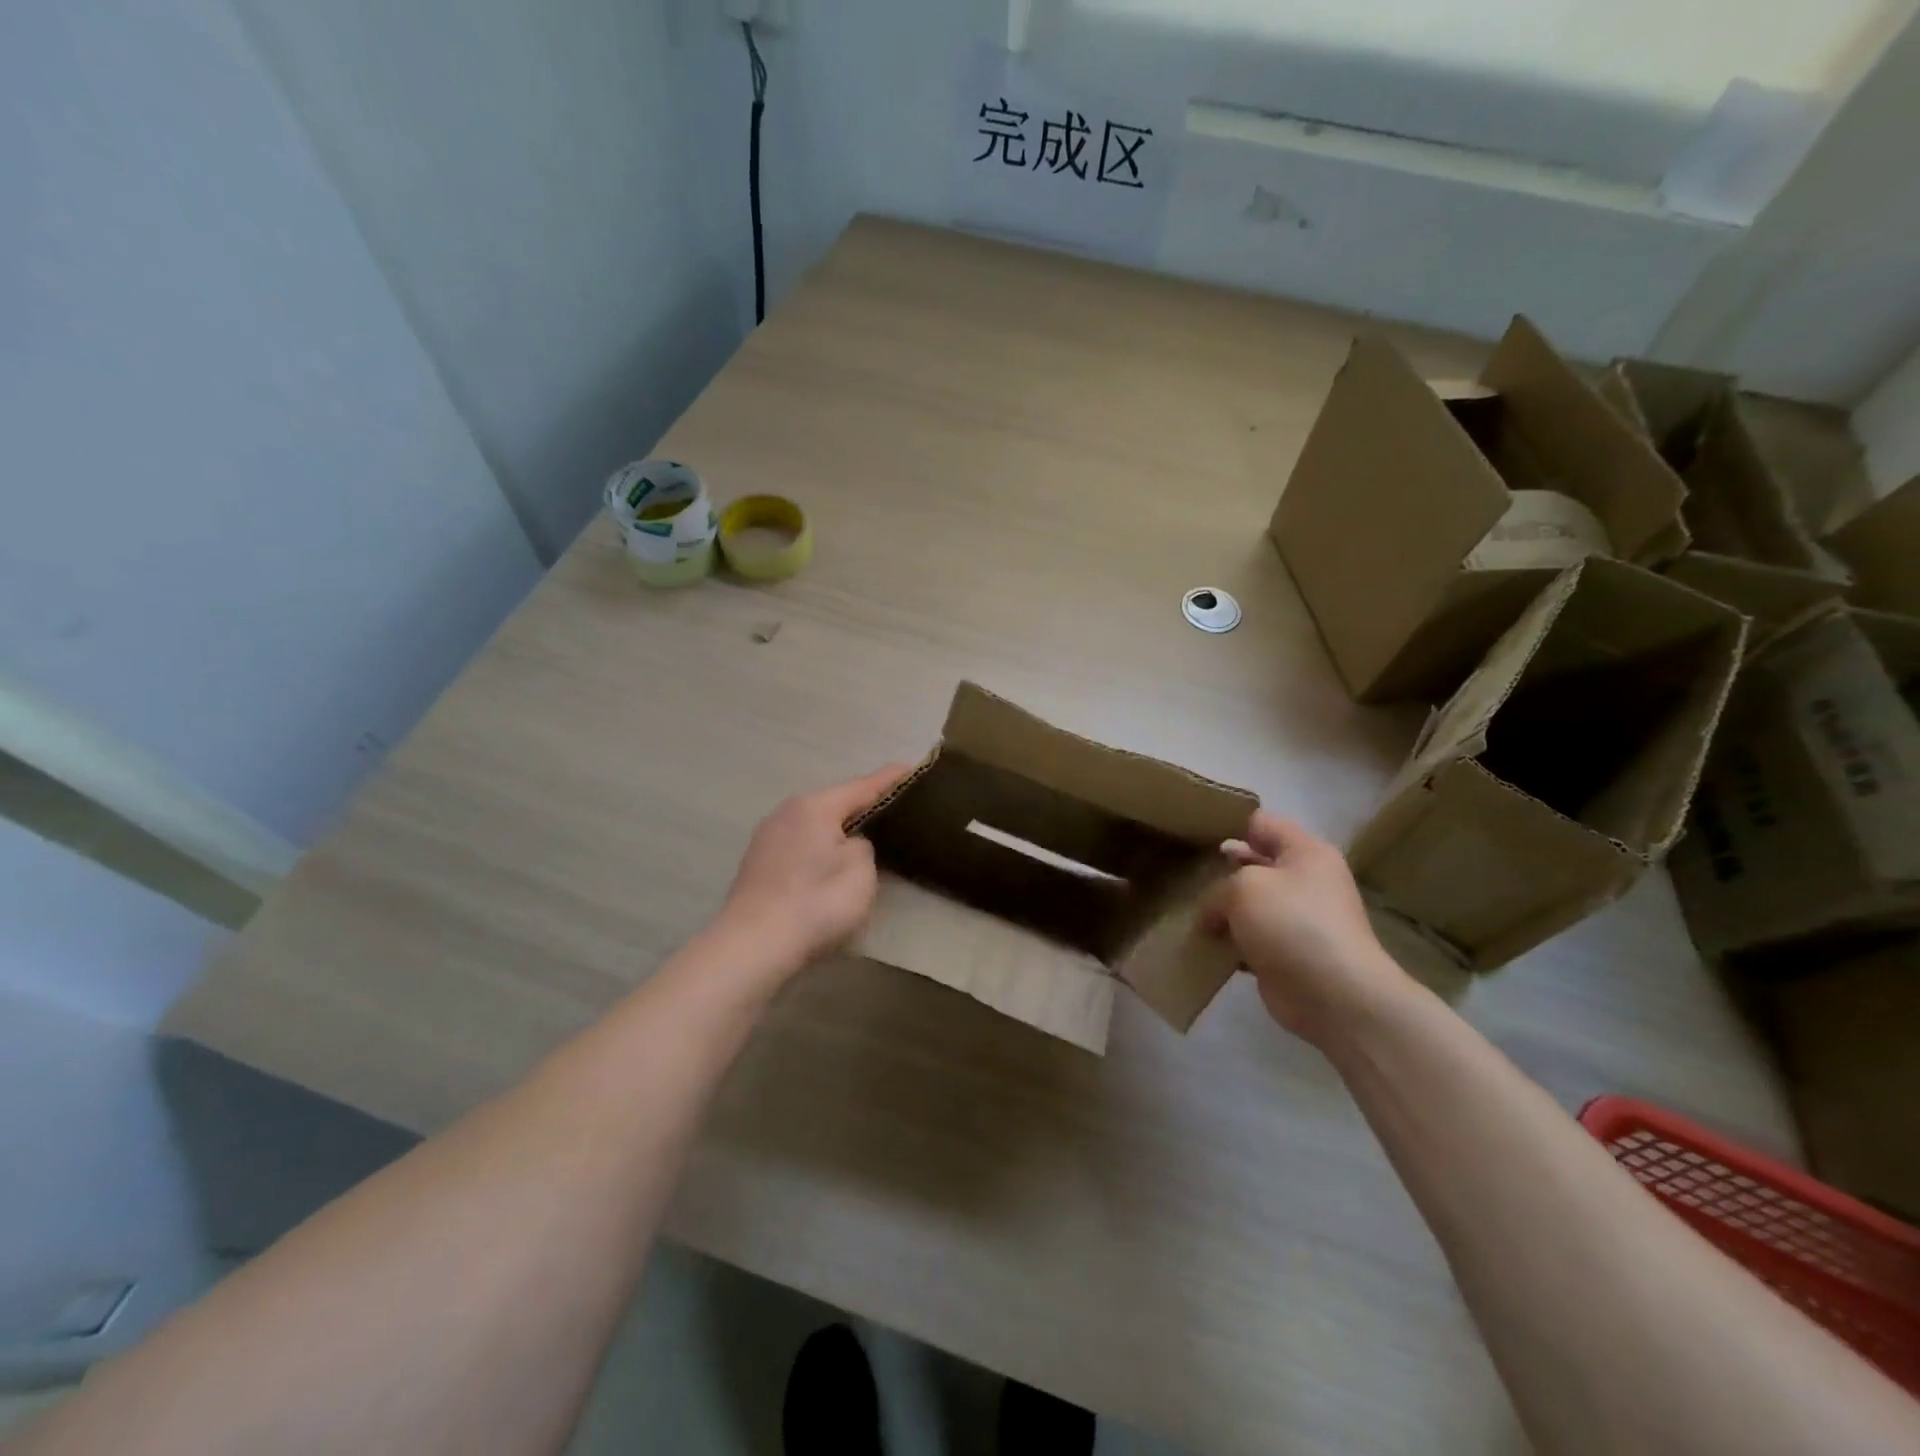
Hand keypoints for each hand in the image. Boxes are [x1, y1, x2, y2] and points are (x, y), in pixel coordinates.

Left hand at [714, 764, 911, 976]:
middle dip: (864, 807)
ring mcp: (767, 840)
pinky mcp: (758, 867)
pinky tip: (831, 867)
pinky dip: (820, 852)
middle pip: (836, 804)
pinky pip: (801, 848)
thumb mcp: (860, 871)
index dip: (892, 779)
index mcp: (814, 806)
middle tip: (897, 810)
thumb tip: (850, 845)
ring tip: (868, 840)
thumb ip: (865, 846)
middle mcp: (786, 813)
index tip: (914, 768)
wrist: (753, 947)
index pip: (863, 786)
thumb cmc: (816, 903)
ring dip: (840, 832)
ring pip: (816, 827)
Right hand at [1201, 811, 1410, 1046]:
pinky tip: (1203, 945)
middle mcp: (1306, 880)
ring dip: (1223, 912)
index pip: (1261, 823)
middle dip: (1221, 872)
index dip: (1228, 826)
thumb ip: (1218, 889)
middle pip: (1254, 864)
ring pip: (1250, 904)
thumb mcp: (1243, 888)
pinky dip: (1230, 943)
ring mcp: (1298, 920)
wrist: (1335, 996)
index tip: (1193, 837)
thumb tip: (1213, 915)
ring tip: (1188, 912)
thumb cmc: (1292, 924)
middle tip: (1183, 876)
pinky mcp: (1288, 954)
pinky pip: (1250, 939)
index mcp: (1305, 852)